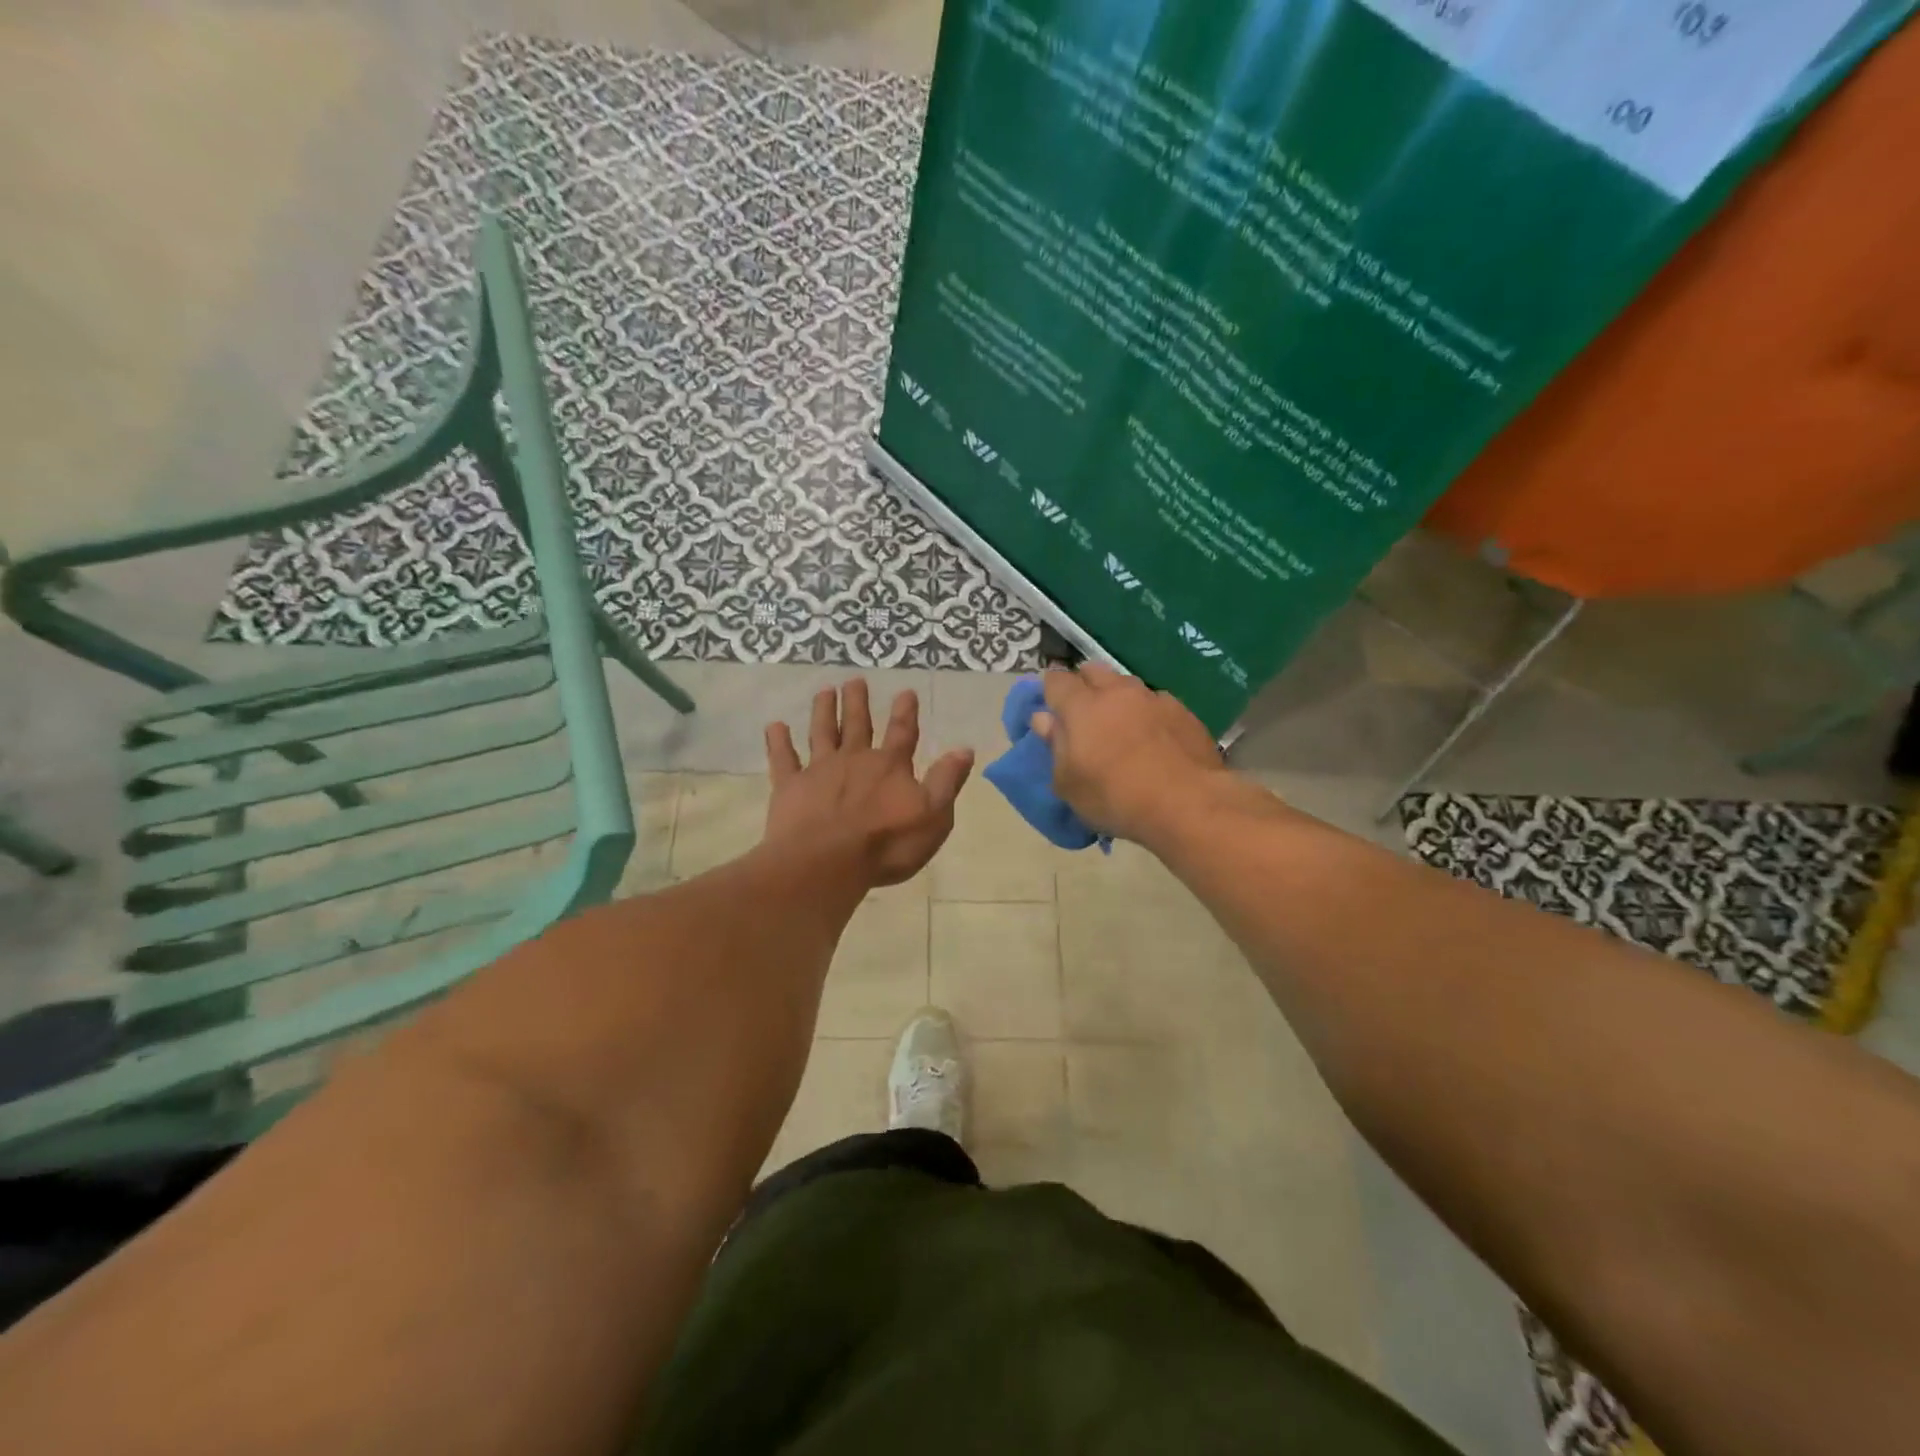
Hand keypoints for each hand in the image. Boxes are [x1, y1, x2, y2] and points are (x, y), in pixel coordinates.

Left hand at [764, 680, 974, 887]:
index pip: (902, 733)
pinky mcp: (790, 786)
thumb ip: (946, 781)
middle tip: (855, 680)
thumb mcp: (933, 816)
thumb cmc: (886, 844)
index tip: (905, 691)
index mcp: (890, 767)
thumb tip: (964, 749)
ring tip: (824, 691)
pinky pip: (783, 759)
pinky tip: (775, 726)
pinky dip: (779, 742)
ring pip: (822, 733)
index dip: (906, 713)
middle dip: (858, 702)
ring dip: (824, 711)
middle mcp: (855, 760)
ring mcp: (820, 771)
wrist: (827, 862)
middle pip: (858, 725)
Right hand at [1033, 665, 1223, 841]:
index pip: (1056, 680)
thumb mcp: (1069, 784)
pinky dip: (1147, 714)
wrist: (1188, 804)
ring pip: (1126, 685)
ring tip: (1121, 726)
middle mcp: (1117, 692)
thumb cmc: (1115, 797)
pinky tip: (1154, 739)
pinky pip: (1156, 703)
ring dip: (1118, 698)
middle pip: (1093, 671)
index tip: (1050, 708)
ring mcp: (1153, 698)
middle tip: (1083, 715)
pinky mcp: (1184, 711)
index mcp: (1082, 706)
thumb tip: (1044, 719)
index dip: (1050, 691)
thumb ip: (1055, 746)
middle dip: (1084, 685)